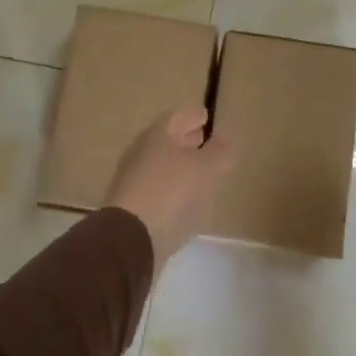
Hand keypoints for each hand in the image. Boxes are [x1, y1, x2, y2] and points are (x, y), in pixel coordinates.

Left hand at [105, 107, 237, 271]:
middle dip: (185, 139)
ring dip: (178, 164)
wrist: (130, 239)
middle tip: (203, 141)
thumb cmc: (171, 193)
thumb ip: (219, 151)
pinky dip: (170, 187)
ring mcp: (132, 179)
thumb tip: (225, 136)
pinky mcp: (129, 205)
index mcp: (158, 135)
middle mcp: (141, 151)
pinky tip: (183, 199)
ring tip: (199, 172)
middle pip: (166, 139)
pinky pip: (155, 187)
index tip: (207, 118)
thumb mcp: (206, 169)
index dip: (194, 116)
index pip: (178, 116)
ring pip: (160, 163)